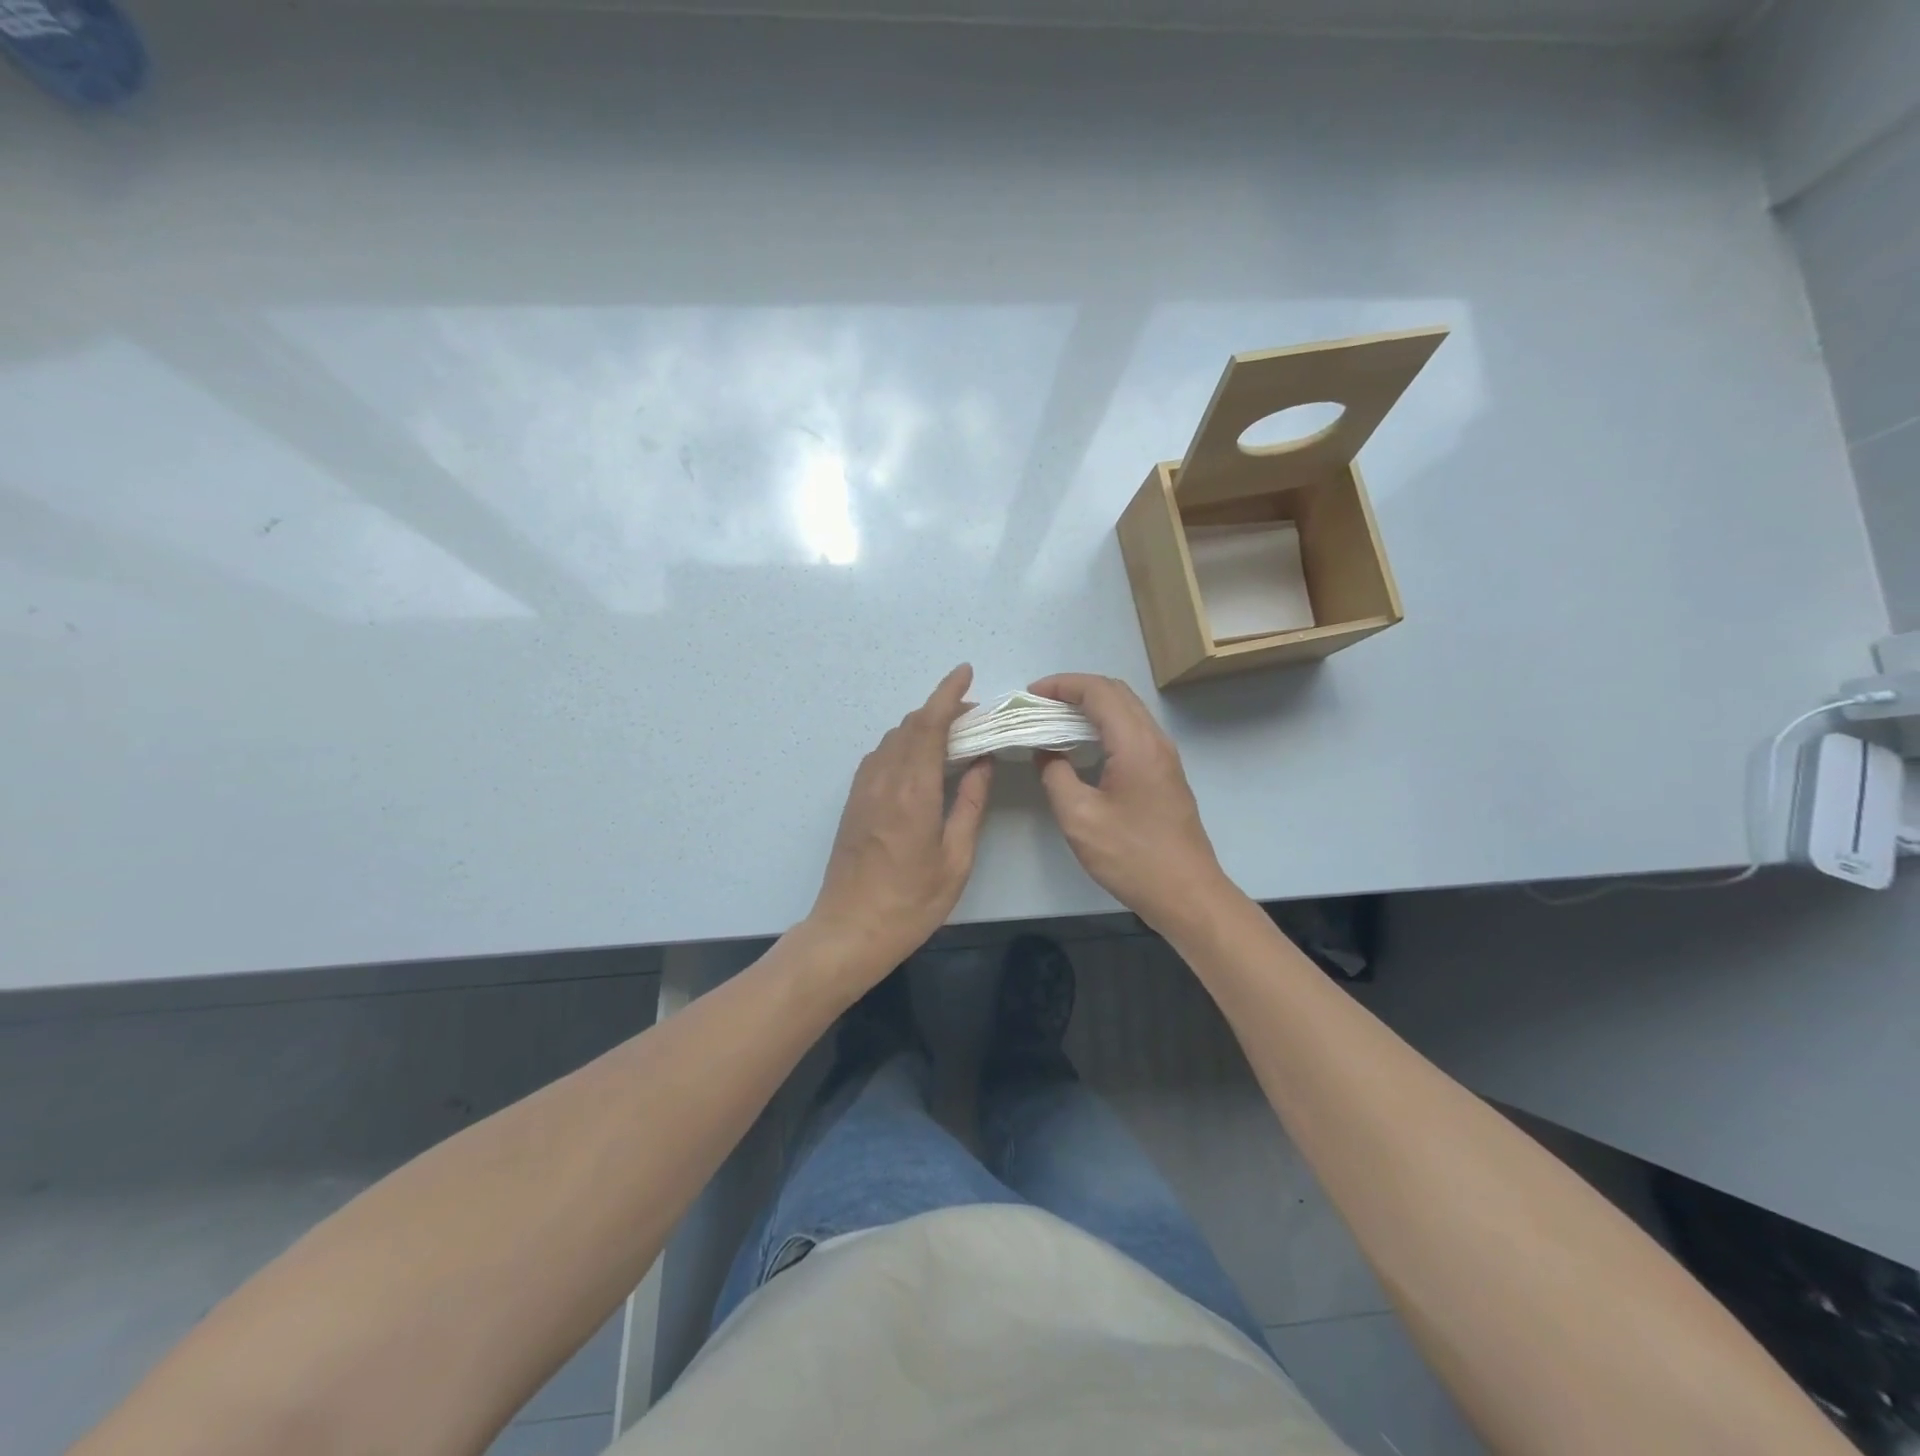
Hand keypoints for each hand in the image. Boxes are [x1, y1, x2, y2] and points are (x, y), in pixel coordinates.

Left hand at [804, 665, 993, 988]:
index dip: (948, 693)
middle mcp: (883, 780)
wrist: (849, 930)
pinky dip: (904, 745)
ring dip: (922, 727)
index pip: (929, 725)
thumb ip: (971, 804)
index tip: (965, 672)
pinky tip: (921, 761)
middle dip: (941, 710)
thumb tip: (982, 761)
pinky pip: (880, 757)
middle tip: (975, 717)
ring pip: (893, 740)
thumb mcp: (956, 858)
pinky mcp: (854, 802)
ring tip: (953, 736)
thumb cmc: (911, 901)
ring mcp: (863, 790)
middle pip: (910, 726)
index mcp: (913, 791)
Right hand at [1030, 673, 1232, 935]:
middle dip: (1075, 689)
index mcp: (1135, 743)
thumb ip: (1055, 776)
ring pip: (1126, 710)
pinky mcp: (1165, 773)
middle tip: (1039, 704)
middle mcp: (1155, 739)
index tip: (1030, 695)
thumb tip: (1045, 751)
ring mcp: (1164, 756)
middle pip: (1115, 692)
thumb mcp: (1079, 818)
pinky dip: (1104, 724)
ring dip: (1091, 706)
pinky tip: (1082, 745)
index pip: (1098, 691)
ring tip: (1054, 719)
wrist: (1186, 893)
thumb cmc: (1130, 856)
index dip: (1061, 685)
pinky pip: (1132, 730)